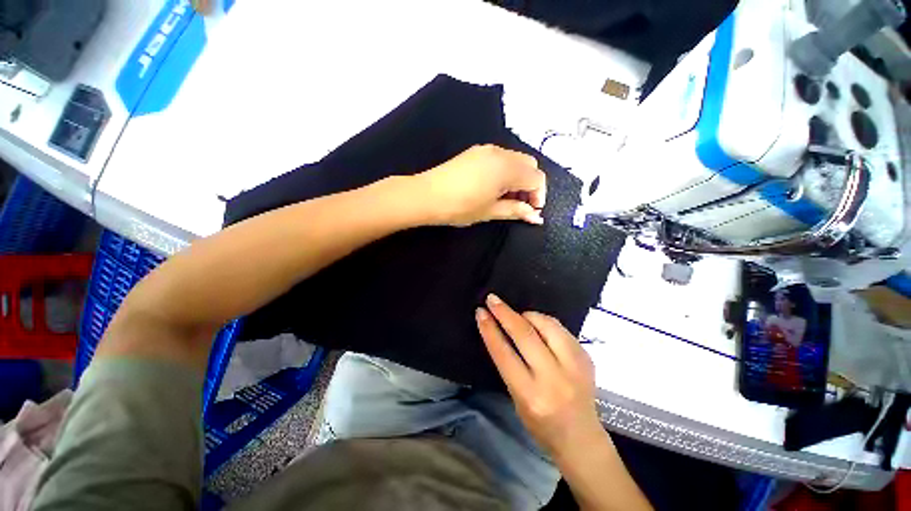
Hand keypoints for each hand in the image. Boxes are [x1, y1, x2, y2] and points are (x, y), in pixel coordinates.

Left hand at [416, 145, 545, 226]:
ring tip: (507, 198)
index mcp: (507, 168)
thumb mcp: (491, 211)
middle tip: (520, 205)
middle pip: (529, 165)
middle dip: (530, 185)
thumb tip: (536, 218)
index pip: (536, 178)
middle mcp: (501, 153)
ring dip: (518, 178)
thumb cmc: (461, 207)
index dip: (539, 196)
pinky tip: (494, 187)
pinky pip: (500, 158)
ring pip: (515, 160)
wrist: (427, 195)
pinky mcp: (475, 152)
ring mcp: (487, 149)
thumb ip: (516, 211)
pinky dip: (505, 171)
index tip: (532, 212)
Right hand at [476, 294, 604, 455]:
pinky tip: (538, 325)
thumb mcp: (517, 398)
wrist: (582, 439)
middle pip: (525, 334)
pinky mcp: (586, 357)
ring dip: (527, 315)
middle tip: (492, 299)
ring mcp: (575, 366)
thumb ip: (510, 364)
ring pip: (546, 325)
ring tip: (518, 316)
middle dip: (505, 313)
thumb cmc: (541, 424)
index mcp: (531, 395)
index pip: (504, 353)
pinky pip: (561, 329)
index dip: (490, 329)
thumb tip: (501, 329)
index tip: (480, 312)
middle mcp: (554, 378)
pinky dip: (545, 322)